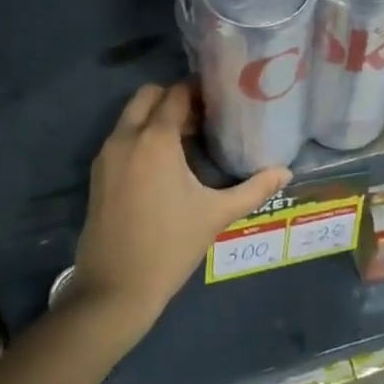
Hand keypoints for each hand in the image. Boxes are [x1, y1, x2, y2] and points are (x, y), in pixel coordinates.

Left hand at [71, 82, 291, 340]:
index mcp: (156, 139)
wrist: (114, 290)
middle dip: (173, 98)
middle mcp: (126, 138)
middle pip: (148, 95)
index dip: (199, 92)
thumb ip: (254, 189)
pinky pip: (121, 138)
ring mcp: (107, 155)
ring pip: (131, 116)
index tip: (220, 103)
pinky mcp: (97, 174)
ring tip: (186, 141)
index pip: (177, 94)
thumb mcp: (216, 215)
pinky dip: (140, 136)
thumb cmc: (170, 247)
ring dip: (155, 117)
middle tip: (201, 119)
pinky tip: (163, 164)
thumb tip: (286, 173)